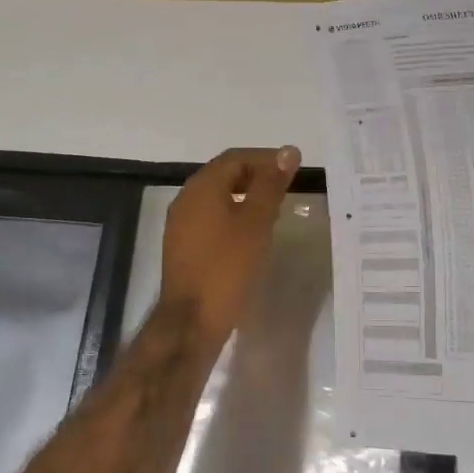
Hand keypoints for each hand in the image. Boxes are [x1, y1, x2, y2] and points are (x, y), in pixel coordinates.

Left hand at [161, 146, 301, 349]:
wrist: (192, 320)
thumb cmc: (227, 267)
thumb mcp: (256, 223)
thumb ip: (271, 185)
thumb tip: (288, 151)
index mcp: (202, 187)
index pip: (235, 158)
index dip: (266, 159)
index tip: (292, 169)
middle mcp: (186, 199)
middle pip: (224, 175)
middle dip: (256, 177)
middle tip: (286, 189)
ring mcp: (181, 224)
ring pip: (217, 198)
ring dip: (245, 198)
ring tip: (273, 212)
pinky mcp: (183, 246)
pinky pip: (210, 219)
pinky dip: (233, 217)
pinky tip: (251, 235)